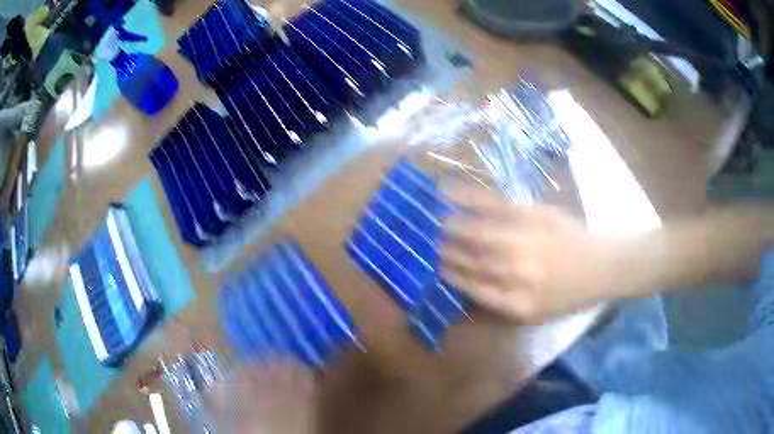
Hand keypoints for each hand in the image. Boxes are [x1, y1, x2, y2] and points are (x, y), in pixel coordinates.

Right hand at [440, 184, 618, 323]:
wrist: (602, 266)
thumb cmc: (567, 295)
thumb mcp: (533, 317)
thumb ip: (496, 312)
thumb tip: (459, 303)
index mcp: (515, 304)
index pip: (469, 287)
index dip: (449, 275)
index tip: (435, 266)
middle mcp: (515, 274)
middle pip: (469, 259)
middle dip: (445, 250)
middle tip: (430, 242)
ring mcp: (523, 241)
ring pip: (474, 232)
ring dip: (450, 226)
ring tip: (436, 221)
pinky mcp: (531, 214)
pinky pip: (491, 205)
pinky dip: (466, 197)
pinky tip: (446, 190)